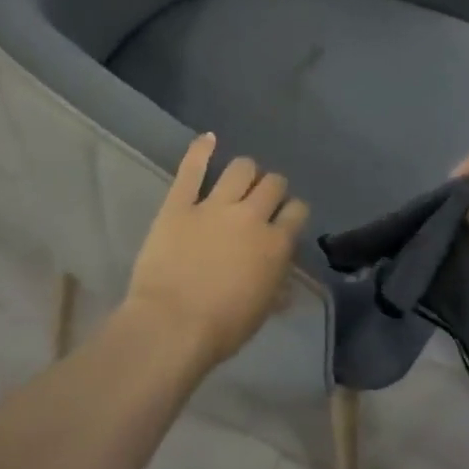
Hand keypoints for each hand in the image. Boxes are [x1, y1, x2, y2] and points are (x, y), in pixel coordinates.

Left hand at [123, 134, 306, 370]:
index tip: (286, 219)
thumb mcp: (260, 313)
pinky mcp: (180, 203)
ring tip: (240, 180)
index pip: (297, 211)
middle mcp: (251, 216)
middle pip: (273, 183)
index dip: (292, 212)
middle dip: (272, 189)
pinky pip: (192, 168)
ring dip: (245, 172)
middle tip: (262, 201)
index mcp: (275, 244)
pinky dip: (201, 150)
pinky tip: (207, 139)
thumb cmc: (220, 329)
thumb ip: (276, 289)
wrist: (171, 326)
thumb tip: (284, 282)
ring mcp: (214, 205)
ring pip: (241, 168)